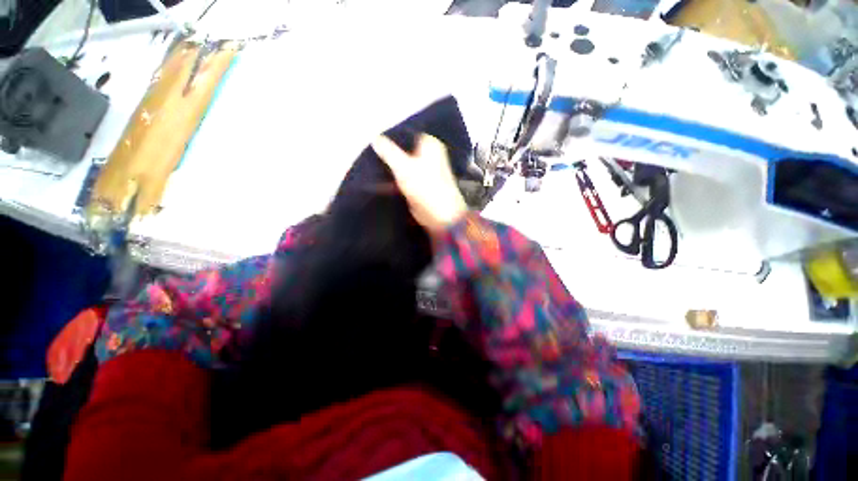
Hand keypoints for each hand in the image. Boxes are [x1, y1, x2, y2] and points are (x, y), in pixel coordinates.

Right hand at [371, 133, 467, 235]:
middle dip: (388, 153)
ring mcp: (425, 171)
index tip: (372, 139)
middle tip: (368, 153)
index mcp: (429, 145)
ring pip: (403, 164)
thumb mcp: (403, 167)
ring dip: (390, 167)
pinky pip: (404, 177)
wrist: (440, 216)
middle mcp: (429, 155)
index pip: (406, 134)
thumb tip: (374, 138)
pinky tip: (379, 179)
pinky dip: (394, 178)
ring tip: (369, 165)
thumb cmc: (425, 187)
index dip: (390, 136)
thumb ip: (388, 152)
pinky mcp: (420, 185)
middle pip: (404, 150)